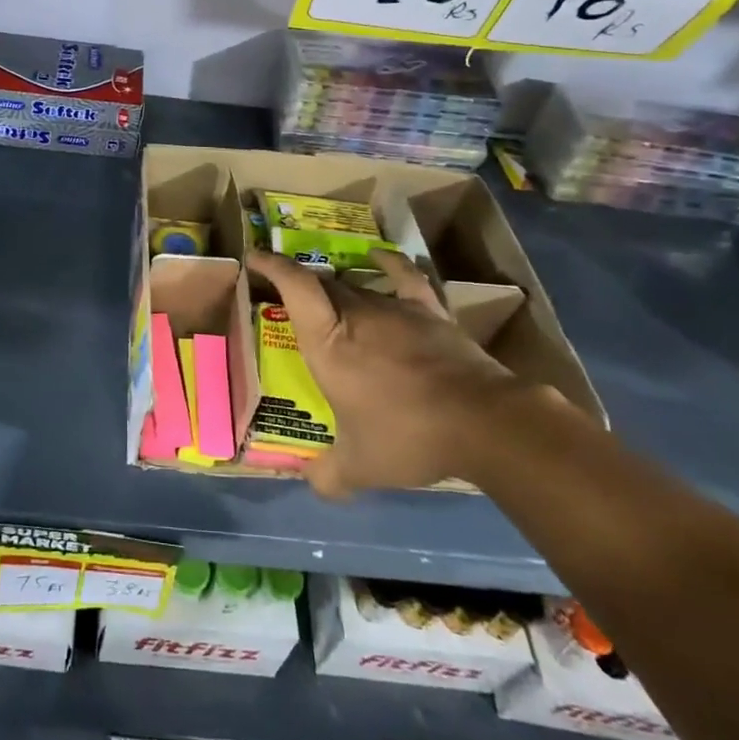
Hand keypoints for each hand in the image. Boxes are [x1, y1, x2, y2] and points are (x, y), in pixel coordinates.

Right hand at [246, 248, 562, 497]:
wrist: (483, 422)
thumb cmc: (408, 435)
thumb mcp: (362, 466)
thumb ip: (331, 475)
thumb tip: (312, 484)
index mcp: (329, 342)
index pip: (296, 287)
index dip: (273, 266)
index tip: (254, 256)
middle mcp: (357, 314)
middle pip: (323, 284)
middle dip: (301, 284)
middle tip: (288, 295)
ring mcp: (395, 309)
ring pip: (356, 284)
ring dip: (338, 287)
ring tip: (328, 295)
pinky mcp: (429, 312)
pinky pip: (404, 277)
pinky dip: (388, 262)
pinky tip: (378, 255)